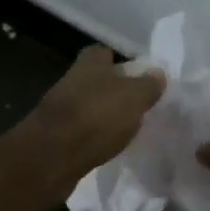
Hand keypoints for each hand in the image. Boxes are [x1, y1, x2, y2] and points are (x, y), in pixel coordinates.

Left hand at [20, 45, 164, 196]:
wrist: (51, 157)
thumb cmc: (96, 118)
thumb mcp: (134, 98)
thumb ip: (148, 85)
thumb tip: (158, 74)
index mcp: (89, 64)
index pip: (104, 53)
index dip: (120, 62)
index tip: (138, 77)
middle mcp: (71, 81)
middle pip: (95, 80)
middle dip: (113, 90)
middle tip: (136, 105)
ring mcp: (59, 109)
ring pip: (87, 105)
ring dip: (102, 115)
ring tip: (124, 129)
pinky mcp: (54, 136)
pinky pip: (79, 131)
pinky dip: (92, 136)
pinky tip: (105, 147)